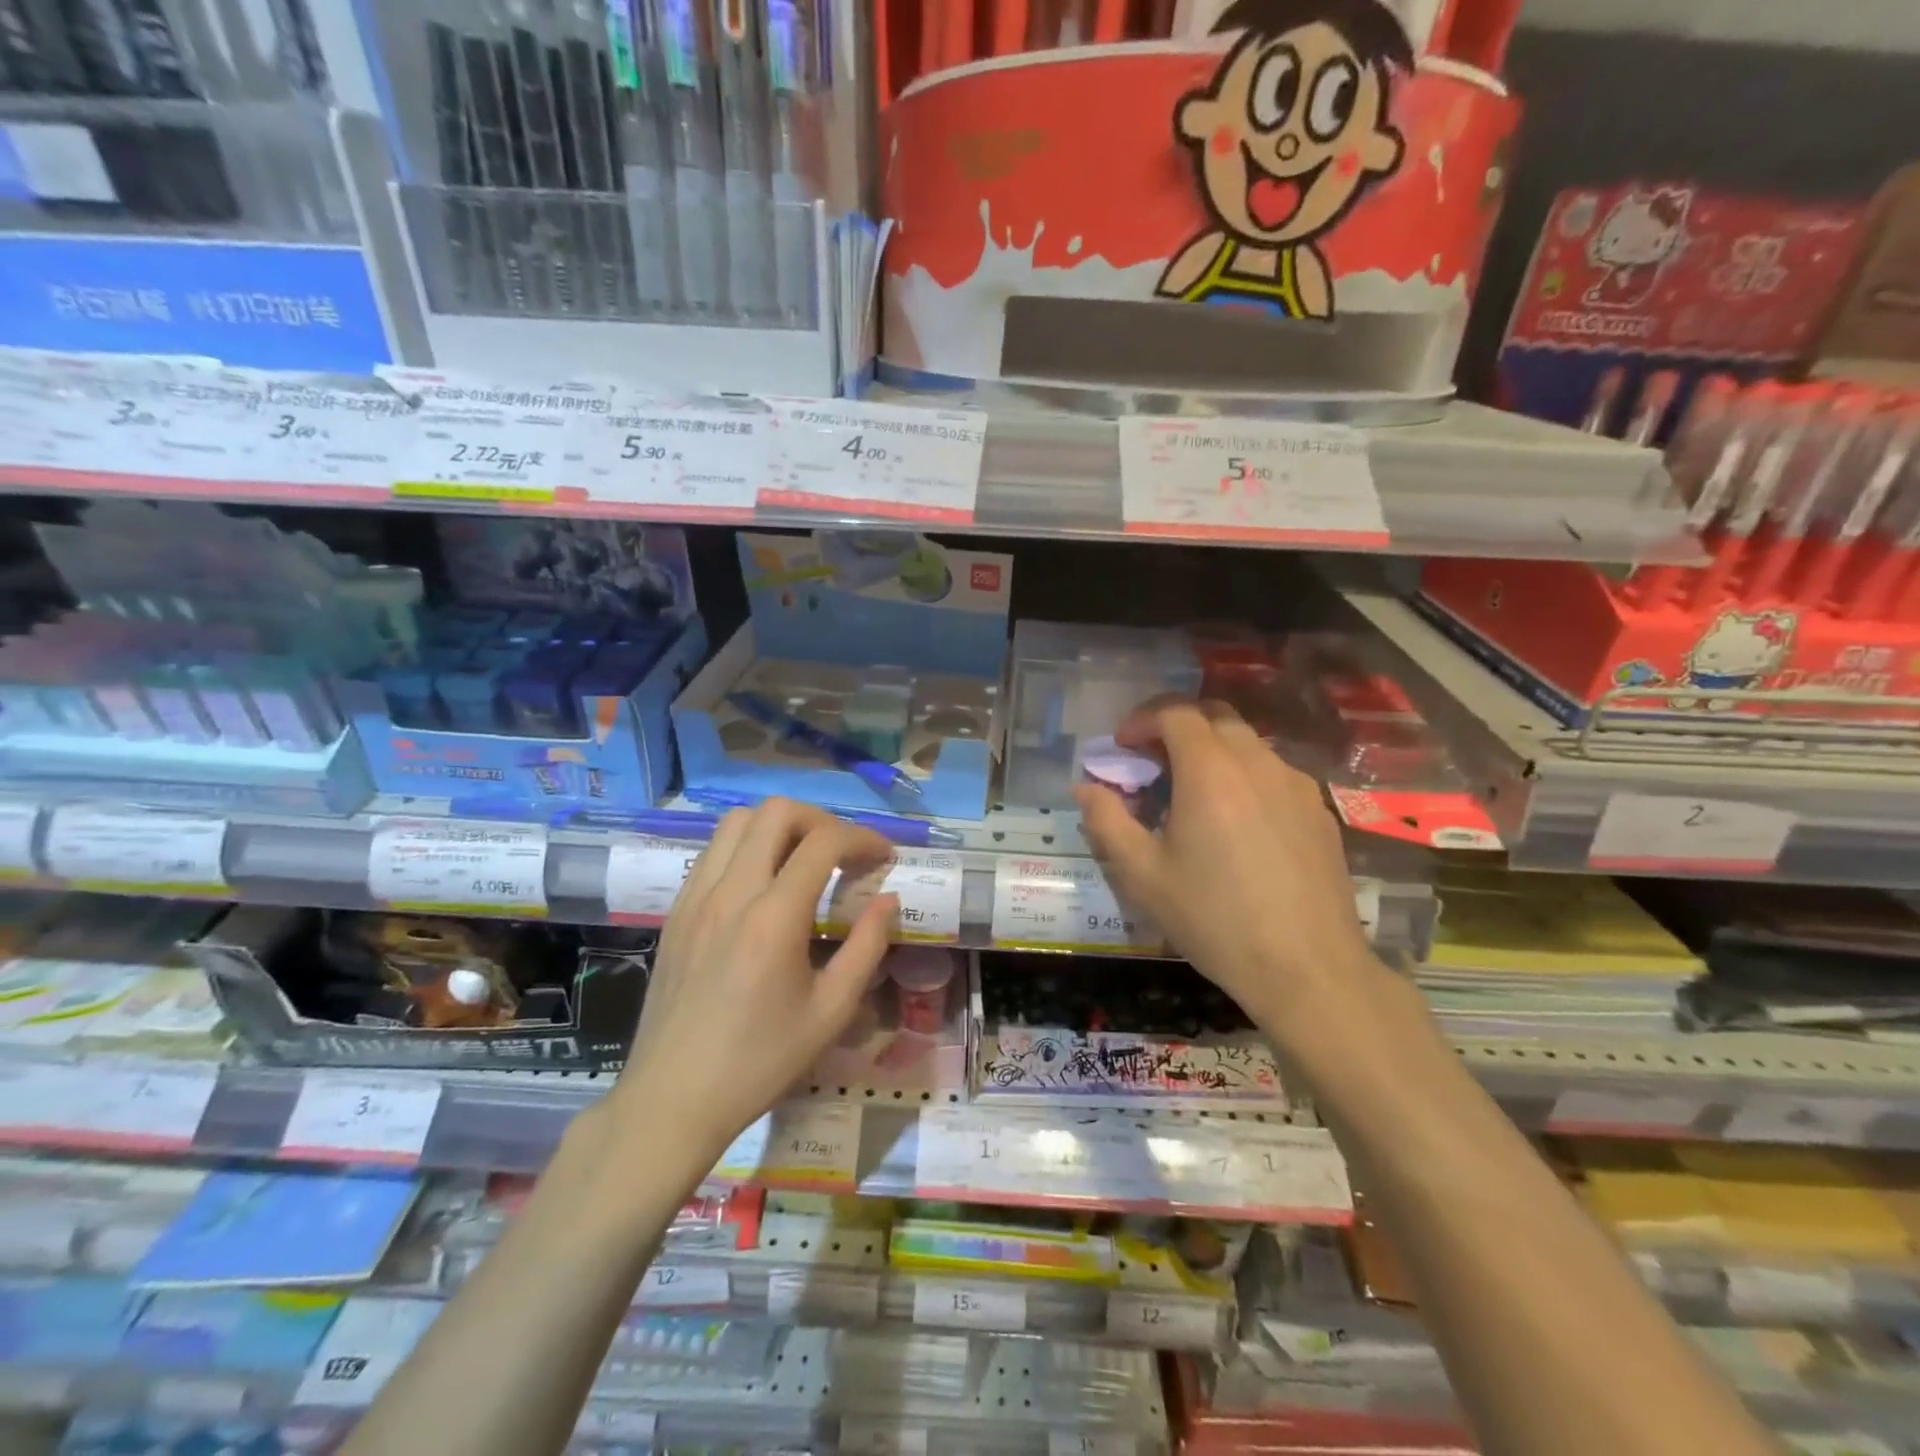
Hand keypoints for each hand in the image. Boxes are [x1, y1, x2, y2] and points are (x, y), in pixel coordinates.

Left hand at [611, 800, 898, 1160]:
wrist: (673, 1098)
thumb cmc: (759, 1061)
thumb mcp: (831, 1011)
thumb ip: (867, 946)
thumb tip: (888, 899)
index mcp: (774, 917)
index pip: (824, 842)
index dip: (863, 838)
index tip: (884, 857)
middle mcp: (731, 892)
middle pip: (776, 812)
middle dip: (820, 820)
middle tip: (843, 852)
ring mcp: (696, 897)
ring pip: (736, 822)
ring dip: (778, 827)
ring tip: (803, 859)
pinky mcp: (676, 911)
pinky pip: (713, 852)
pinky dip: (745, 847)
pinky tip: (762, 885)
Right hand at [1074, 701, 1376, 1031]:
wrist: (1308, 969)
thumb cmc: (1215, 919)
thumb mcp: (1143, 875)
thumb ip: (1107, 822)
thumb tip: (1086, 787)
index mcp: (1210, 771)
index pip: (1174, 713)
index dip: (1142, 720)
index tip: (1122, 747)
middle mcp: (1257, 763)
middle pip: (1215, 717)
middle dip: (1177, 728)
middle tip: (1153, 763)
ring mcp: (1296, 785)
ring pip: (1248, 744)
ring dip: (1213, 751)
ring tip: (1192, 795)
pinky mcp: (1320, 811)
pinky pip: (1274, 773)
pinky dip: (1245, 777)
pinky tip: (1237, 823)